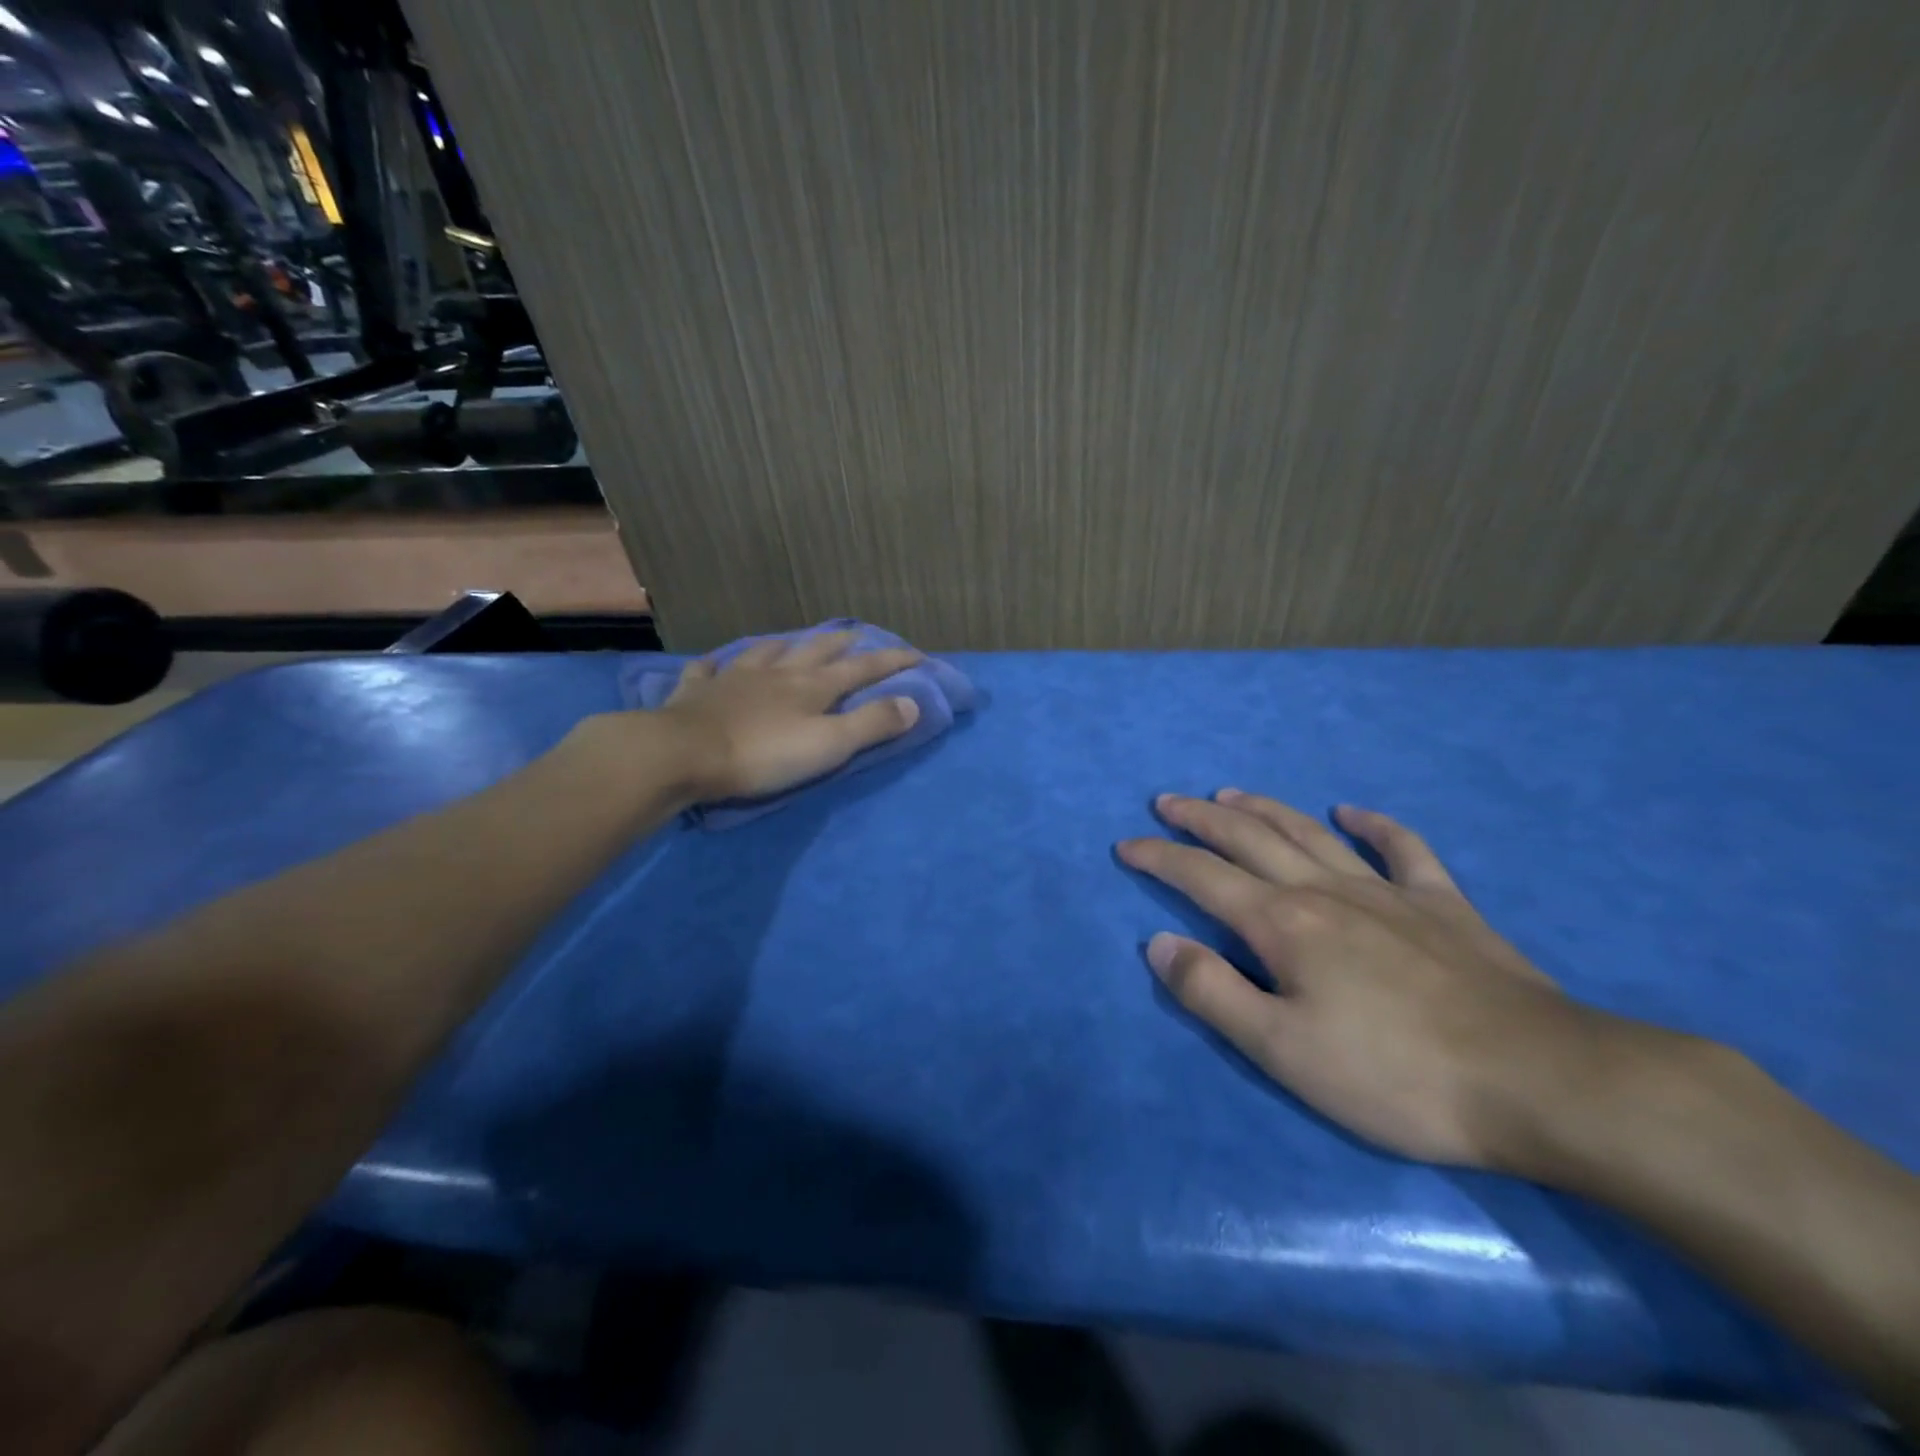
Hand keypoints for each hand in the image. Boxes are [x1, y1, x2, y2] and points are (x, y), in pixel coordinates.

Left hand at [656, 629, 923, 802]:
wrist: (683, 754)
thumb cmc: (762, 754)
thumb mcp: (828, 745)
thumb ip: (871, 724)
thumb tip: (913, 703)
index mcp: (812, 686)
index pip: (862, 668)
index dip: (891, 661)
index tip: (917, 654)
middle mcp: (777, 673)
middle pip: (816, 650)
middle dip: (843, 643)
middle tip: (859, 636)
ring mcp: (735, 677)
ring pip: (767, 651)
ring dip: (787, 644)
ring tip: (797, 641)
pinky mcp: (698, 691)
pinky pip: (709, 669)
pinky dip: (718, 664)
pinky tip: (717, 662)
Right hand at [1118, 791, 1631, 1169]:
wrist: (1537, 1080)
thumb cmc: (1395, 1074)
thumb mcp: (1282, 1050)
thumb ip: (1212, 992)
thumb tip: (1159, 943)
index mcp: (1282, 924)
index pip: (1201, 877)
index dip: (1159, 858)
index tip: (1126, 845)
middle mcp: (1324, 891)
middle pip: (1249, 838)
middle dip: (1201, 817)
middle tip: (1167, 801)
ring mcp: (1386, 892)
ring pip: (1310, 833)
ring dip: (1264, 808)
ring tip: (1230, 793)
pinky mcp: (1442, 905)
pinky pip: (1403, 849)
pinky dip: (1374, 825)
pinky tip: (1352, 811)